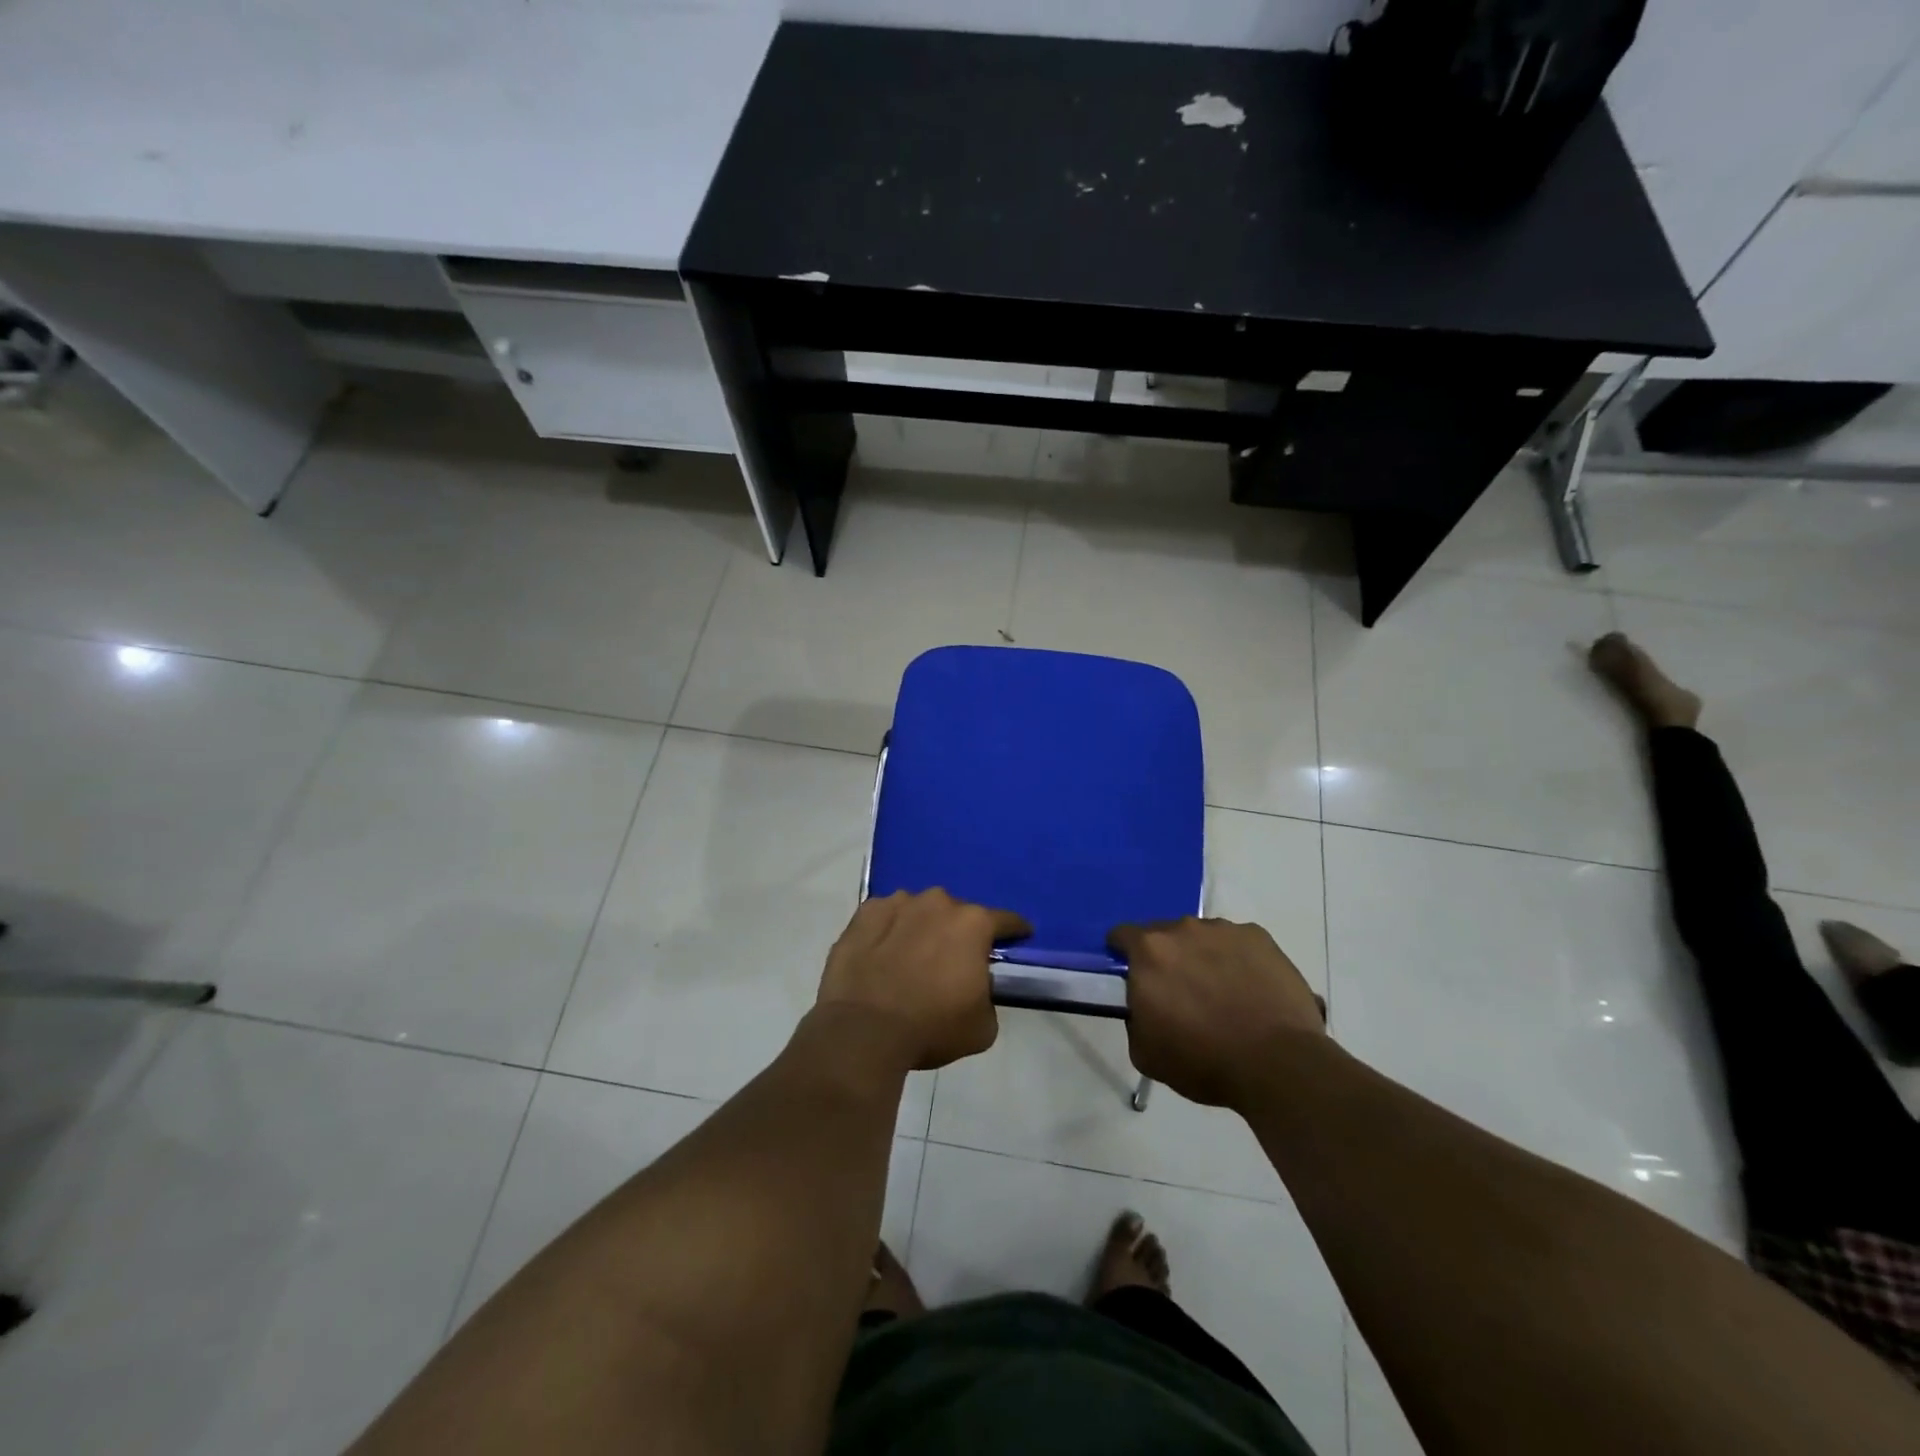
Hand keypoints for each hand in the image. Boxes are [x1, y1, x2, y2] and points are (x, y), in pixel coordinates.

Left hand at [819, 890, 1030, 1070]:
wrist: (862, 1032)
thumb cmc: (931, 1027)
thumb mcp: (983, 1026)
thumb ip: (988, 995)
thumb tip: (976, 987)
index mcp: (973, 924)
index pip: (1006, 920)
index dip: (1015, 931)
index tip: (1019, 938)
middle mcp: (938, 902)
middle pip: (958, 913)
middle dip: (959, 933)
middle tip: (952, 962)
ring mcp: (898, 903)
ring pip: (920, 910)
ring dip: (922, 928)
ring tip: (912, 958)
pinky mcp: (865, 913)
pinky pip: (886, 917)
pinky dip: (889, 931)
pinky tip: (883, 954)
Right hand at [1110, 917, 1326, 1108]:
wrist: (1277, 1064)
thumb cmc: (1203, 1061)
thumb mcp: (1145, 1051)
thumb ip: (1135, 1017)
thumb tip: (1143, 1006)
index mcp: (1149, 951)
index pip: (1122, 936)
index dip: (1123, 954)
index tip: (1132, 975)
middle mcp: (1183, 929)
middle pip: (1164, 934)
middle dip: (1166, 958)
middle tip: (1180, 993)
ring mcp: (1225, 930)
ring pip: (1202, 937)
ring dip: (1202, 957)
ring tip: (1222, 994)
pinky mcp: (1260, 938)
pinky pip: (1238, 944)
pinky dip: (1237, 960)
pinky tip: (1250, 991)